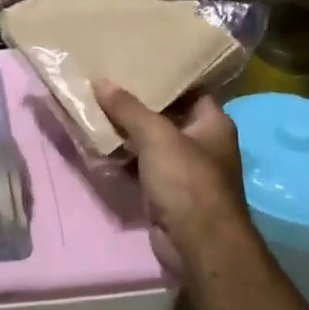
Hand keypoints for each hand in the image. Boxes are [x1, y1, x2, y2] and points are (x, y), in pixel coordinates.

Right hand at [95, 82, 251, 276]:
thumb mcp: (156, 135)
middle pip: (167, 116)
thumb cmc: (187, 180)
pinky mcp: (168, 194)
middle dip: (137, 105)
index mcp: (213, 123)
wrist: (198, 245)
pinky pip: (143, 167)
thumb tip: (100, 81)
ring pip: (151, 143)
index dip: (163, 77)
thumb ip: (128, 108)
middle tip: (106, 84)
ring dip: (127, 133)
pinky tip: (99, 145)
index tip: (133, 63)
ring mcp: (186, 171)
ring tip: (95, 109)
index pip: (188, 89)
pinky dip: (124, 159)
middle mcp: (203, 144)